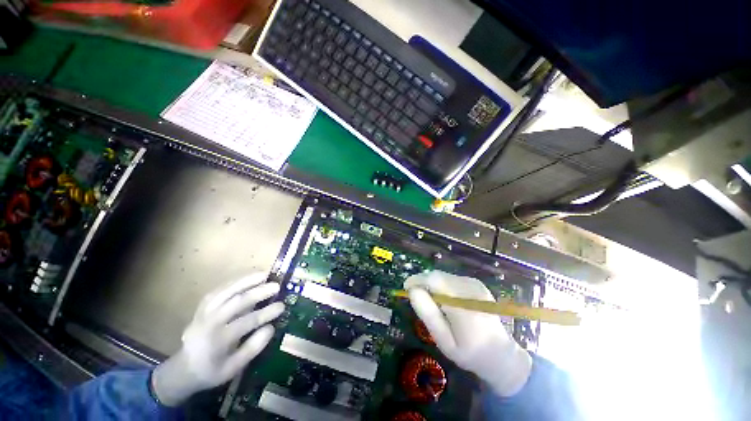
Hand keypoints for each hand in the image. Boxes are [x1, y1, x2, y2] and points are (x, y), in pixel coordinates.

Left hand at [151, 273, 284, 405]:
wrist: (182, 369)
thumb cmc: (211, 371)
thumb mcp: (233, 368)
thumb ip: (252, 348)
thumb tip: (271, 327)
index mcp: (218, 340)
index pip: (247, 322)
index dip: (266, 313)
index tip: (282, 306)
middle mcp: (210, 322)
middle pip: (237, 302)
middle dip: (259, 292)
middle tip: (276, 286)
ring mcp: (204, 311)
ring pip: (227, 291)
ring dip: (247, 281)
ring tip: (265, 274)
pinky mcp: (203, 306)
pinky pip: (220, 290)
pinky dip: (235, 282)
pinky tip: (247, 277)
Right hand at [404, 270, 531, 396]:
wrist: (501, 354)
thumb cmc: (470, 352)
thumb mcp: (444, 341)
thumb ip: (428, 314)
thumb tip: (412, 291)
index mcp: (464, 305)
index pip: (435, 280)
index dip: (417, 280)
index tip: (406, 288)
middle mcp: (470, 289)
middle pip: (438, 275)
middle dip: (423, 282)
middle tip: (416, 297)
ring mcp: (475, 284)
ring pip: (444, 275)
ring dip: (432, 284)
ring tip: (431, 301)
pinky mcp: (476, 283)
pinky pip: (451, 278)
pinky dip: (442, 285)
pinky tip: (445, 300)